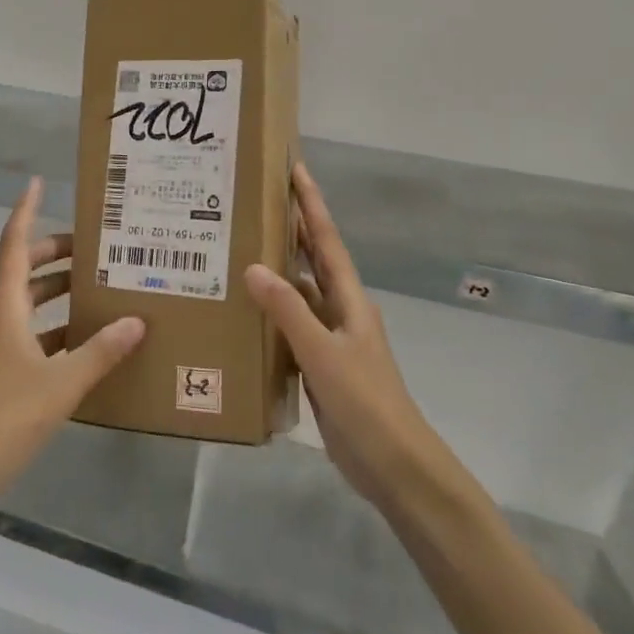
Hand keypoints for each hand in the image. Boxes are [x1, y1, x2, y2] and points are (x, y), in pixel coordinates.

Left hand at [0, 178, 144, 509]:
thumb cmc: (6, 414)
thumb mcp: (62, 382)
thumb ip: (101, 350)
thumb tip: (138, 320)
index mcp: (7, 307)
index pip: (14, 244)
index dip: (25, 211)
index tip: (38, 183)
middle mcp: (1, 318)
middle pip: (24, 270)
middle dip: (54, 253)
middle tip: (94, 247)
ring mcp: (1, 346)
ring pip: (31, 303)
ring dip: (58, 291)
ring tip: (98, 286)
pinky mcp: (6, 371)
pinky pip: (36, 335)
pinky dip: (59, 328)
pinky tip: (89, 339)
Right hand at [244, 163, 459, 515]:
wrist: (393, 464)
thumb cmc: (365, 402)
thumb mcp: (323, 354)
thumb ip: (288, 311)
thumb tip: (253, 267)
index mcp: (350, 300)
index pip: (327, 240)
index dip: (311, 204)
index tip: (295, 169)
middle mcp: (341, 311)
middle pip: (314, 259)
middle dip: (293, 228)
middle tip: (258, 201)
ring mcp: (331, 339)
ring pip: (300, 294)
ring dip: (277, 271)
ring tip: (240, 249)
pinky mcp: (319, 365)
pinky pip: (291, 327)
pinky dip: (271, 313)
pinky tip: (245, 312)